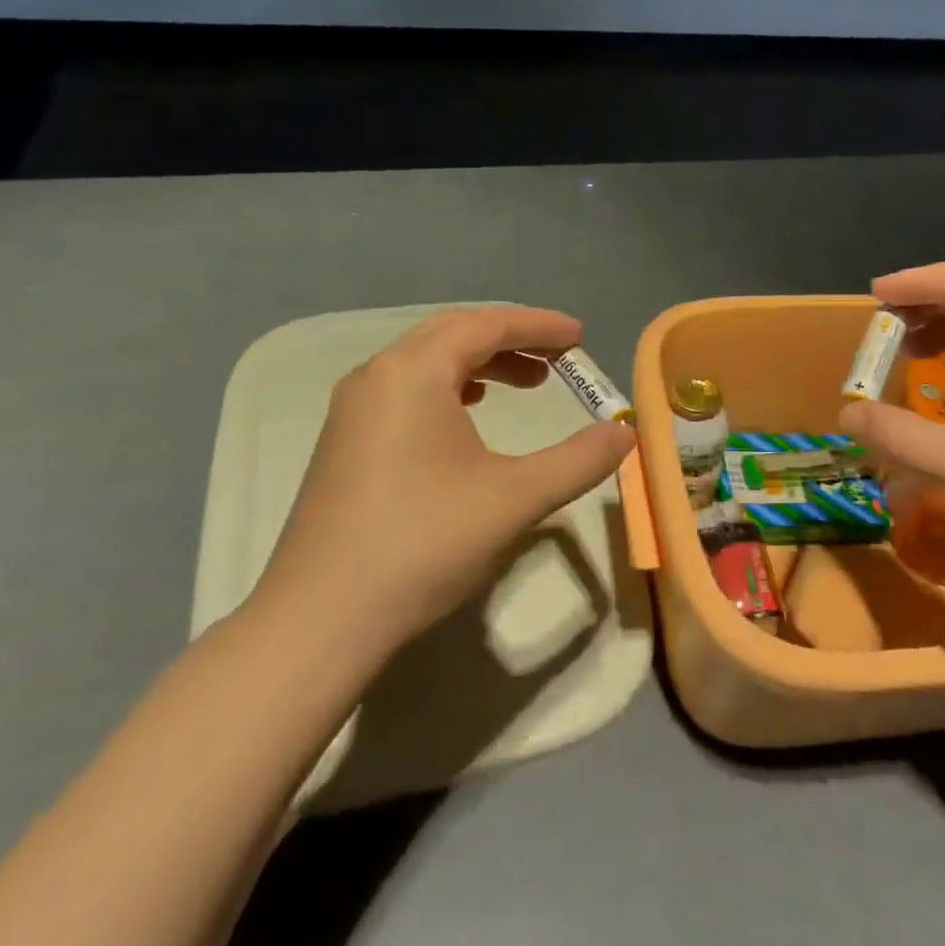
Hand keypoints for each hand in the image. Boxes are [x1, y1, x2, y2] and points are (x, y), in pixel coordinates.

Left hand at [251, 306, 634, 653]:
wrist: (319, 620)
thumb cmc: (422, 543)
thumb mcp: (513, 497)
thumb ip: (577, 460)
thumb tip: (625, 434)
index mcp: (413, 372)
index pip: (486, 325)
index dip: (539, 326)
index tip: (580, 337)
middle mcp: (377, 376)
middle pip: (454, 333)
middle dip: (512, 339)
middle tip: (560, 358)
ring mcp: (354, 410)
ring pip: (428, 362)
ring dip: (481, 364)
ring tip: (528, 384)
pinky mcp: (345, 442)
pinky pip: (407, 391)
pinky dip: (450, 388)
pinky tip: (470, 416)